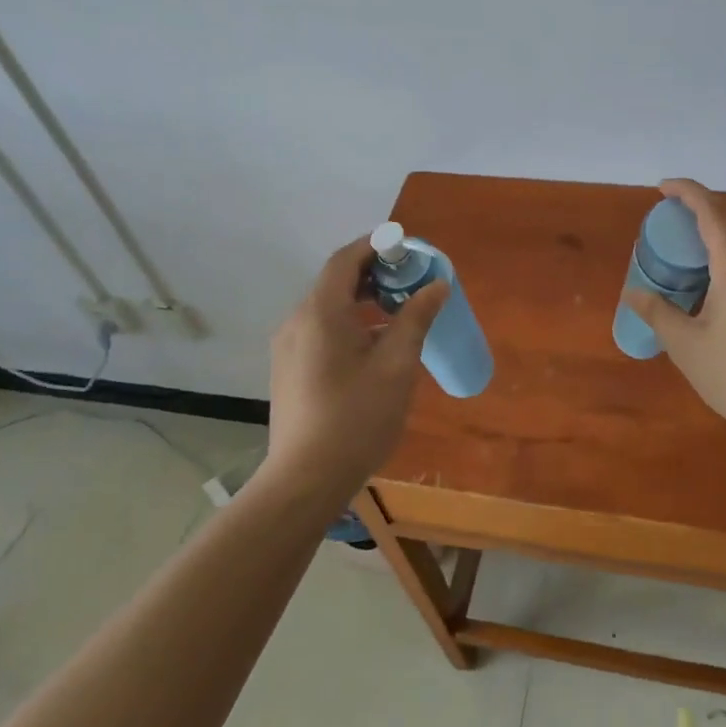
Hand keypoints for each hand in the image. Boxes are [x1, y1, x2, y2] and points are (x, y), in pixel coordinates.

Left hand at [265, 236, 448, 502]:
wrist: (305, 480)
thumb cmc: (356, 418)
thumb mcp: (397, 366)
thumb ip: (416, 319)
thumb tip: (437, 285)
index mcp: (321, 312)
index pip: (346, 259)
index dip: (376, 246)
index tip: (408, 249)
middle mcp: (297, 321)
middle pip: (336, 281)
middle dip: (375, 274)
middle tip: (411, 282)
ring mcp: (288, 347)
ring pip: (328, 307)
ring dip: (363, 300)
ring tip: (399, 314)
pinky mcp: (289, 369)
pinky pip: (320, 329)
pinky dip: (349, 323)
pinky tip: (374, 347)